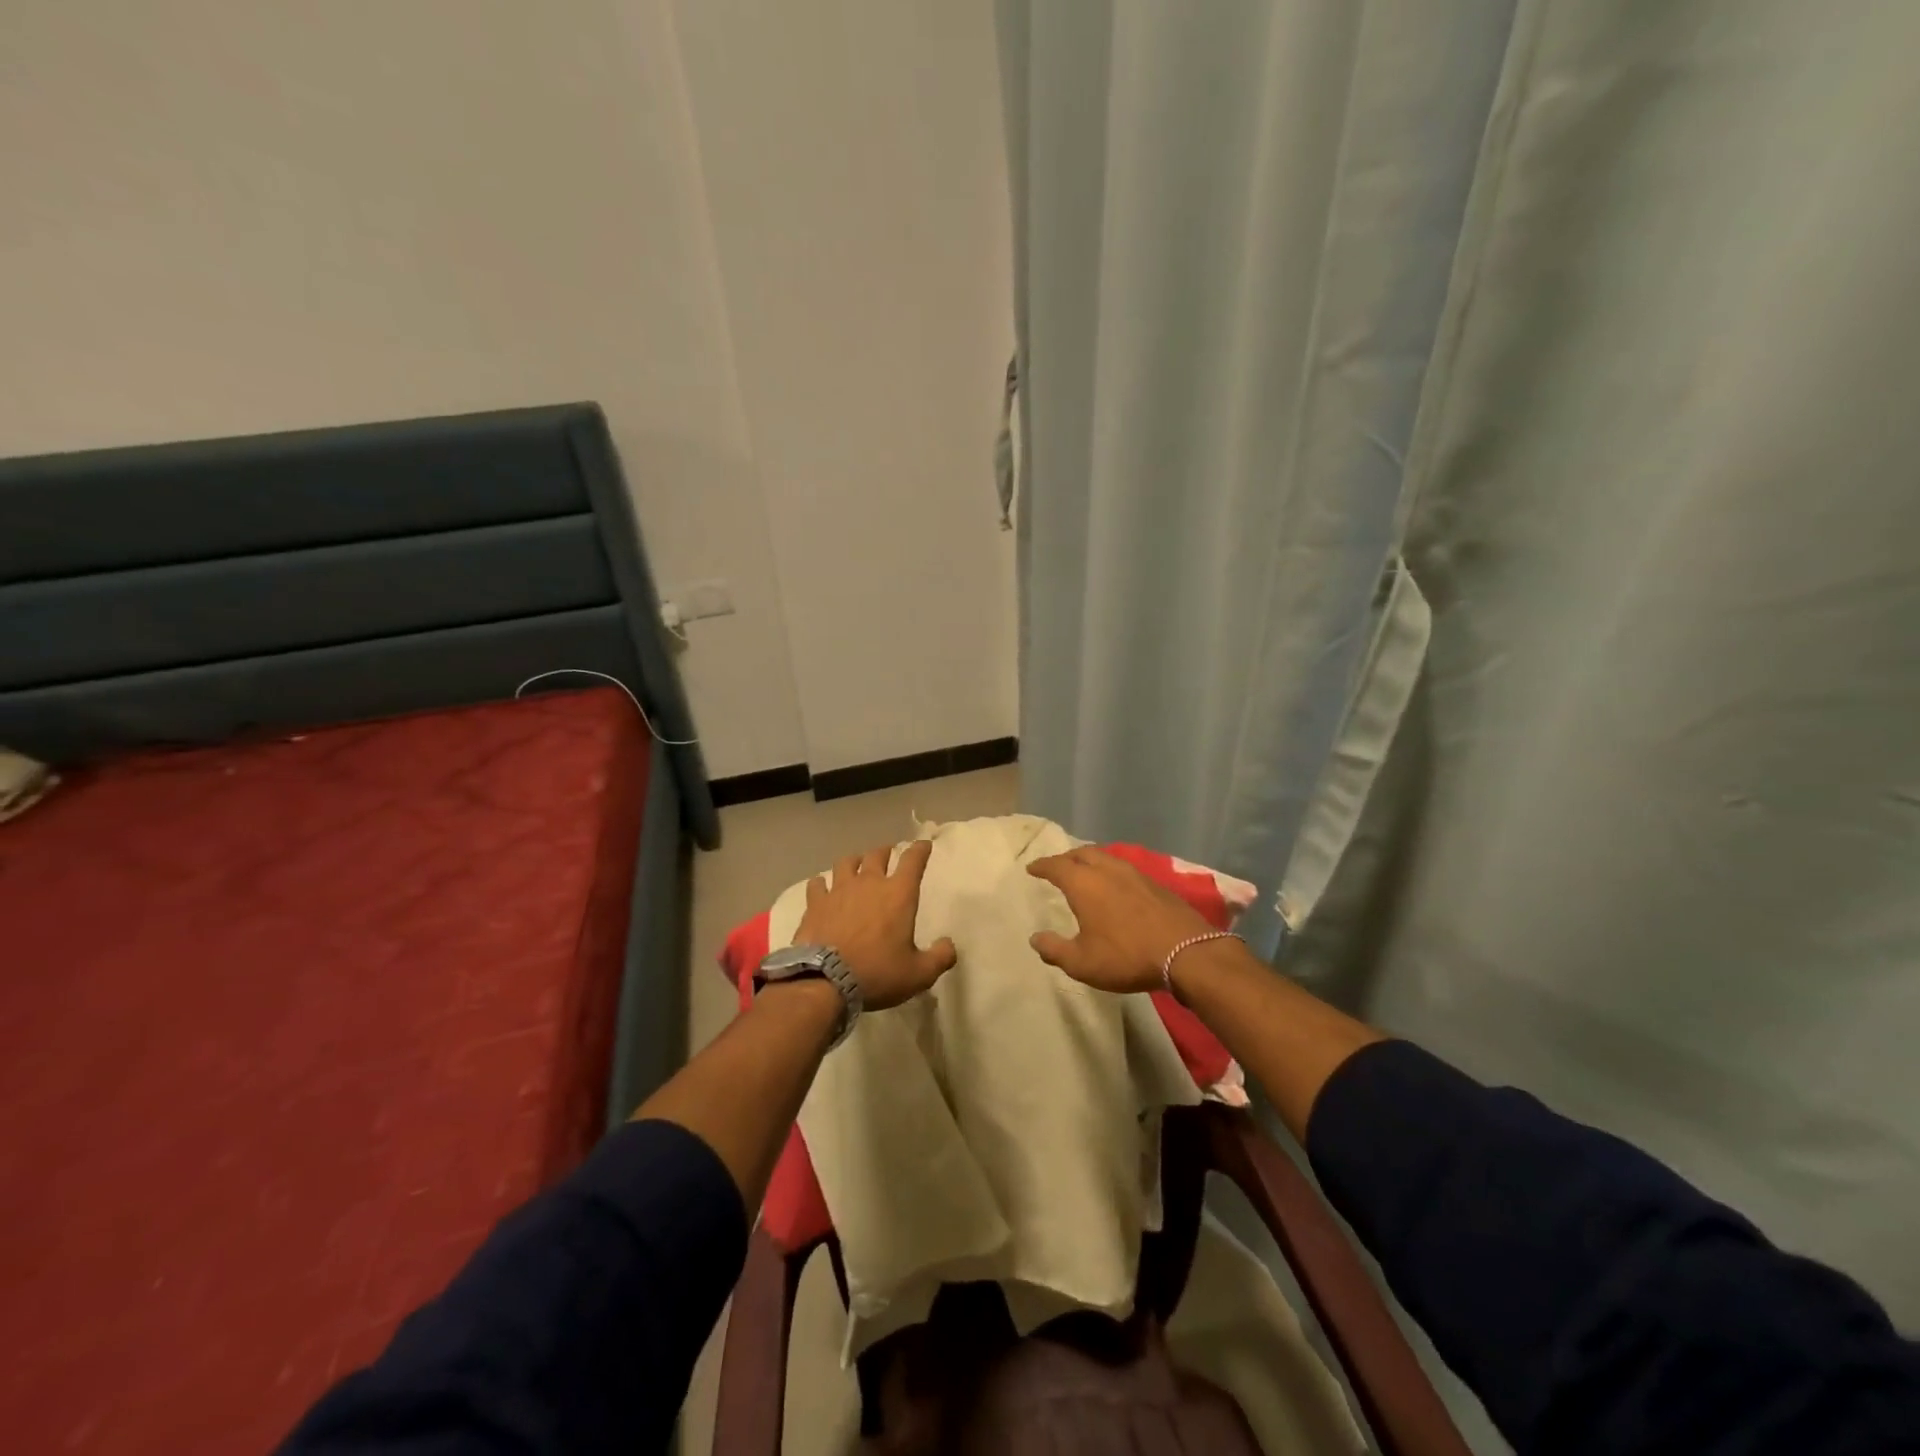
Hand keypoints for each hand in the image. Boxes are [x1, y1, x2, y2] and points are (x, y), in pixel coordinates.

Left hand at [795, 839, 957, 1010]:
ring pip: (846, 862)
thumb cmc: (877, 973)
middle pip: (877, 855)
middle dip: (886, 852)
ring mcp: (839, 890)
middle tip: (888, 854)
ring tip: (856, 865)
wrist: (825, 981)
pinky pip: (818, 884)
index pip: (913, 861)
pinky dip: (822, 883)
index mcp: (898, 894)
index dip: (920, 850)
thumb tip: (948, 945)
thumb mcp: (919, 973)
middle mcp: (869, 883)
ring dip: (855, 861)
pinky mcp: (815, 903)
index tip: (924, 845)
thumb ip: (940, 957)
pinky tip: (822, 887)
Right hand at [1026, 847, 1216, 993]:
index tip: (1032, 868)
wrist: (1186, 953)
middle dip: (1067, 858)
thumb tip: (1035, 939)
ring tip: (1085, 873)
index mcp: (1084, 884)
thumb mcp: (1082, 962)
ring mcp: (1134, 874)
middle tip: (1058, 867)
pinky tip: (1115, 887)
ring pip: (1106, 858)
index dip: (1042, 866)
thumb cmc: (1126, 956)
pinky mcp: (1155, 884)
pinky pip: (1124, 869)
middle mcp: (1107, 870)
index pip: (1056, 866)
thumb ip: (1055, 950)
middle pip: (1082, 853)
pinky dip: (1111, 872)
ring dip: (1091, 861)